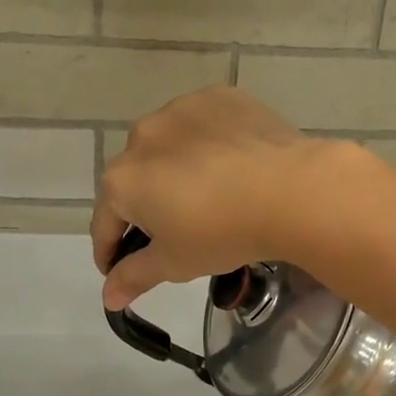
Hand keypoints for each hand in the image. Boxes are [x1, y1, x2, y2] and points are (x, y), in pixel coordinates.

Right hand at [91, 87, 354, 309]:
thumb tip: (108, 297)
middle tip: (174, 232)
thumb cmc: (222, 233)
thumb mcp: (175, 263)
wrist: (290, 190)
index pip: (105, 222)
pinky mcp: (218, 98)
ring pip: (168, 146)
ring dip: (175, 169)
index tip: (120, 269)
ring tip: (207, 193)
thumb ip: (134, 276)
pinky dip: (208, 143)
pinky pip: (202, 125)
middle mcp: (141, 136)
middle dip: (146, 206)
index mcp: (122, 179)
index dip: (110, 251)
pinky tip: (231, 163)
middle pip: (135, 179)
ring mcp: (180, 110)